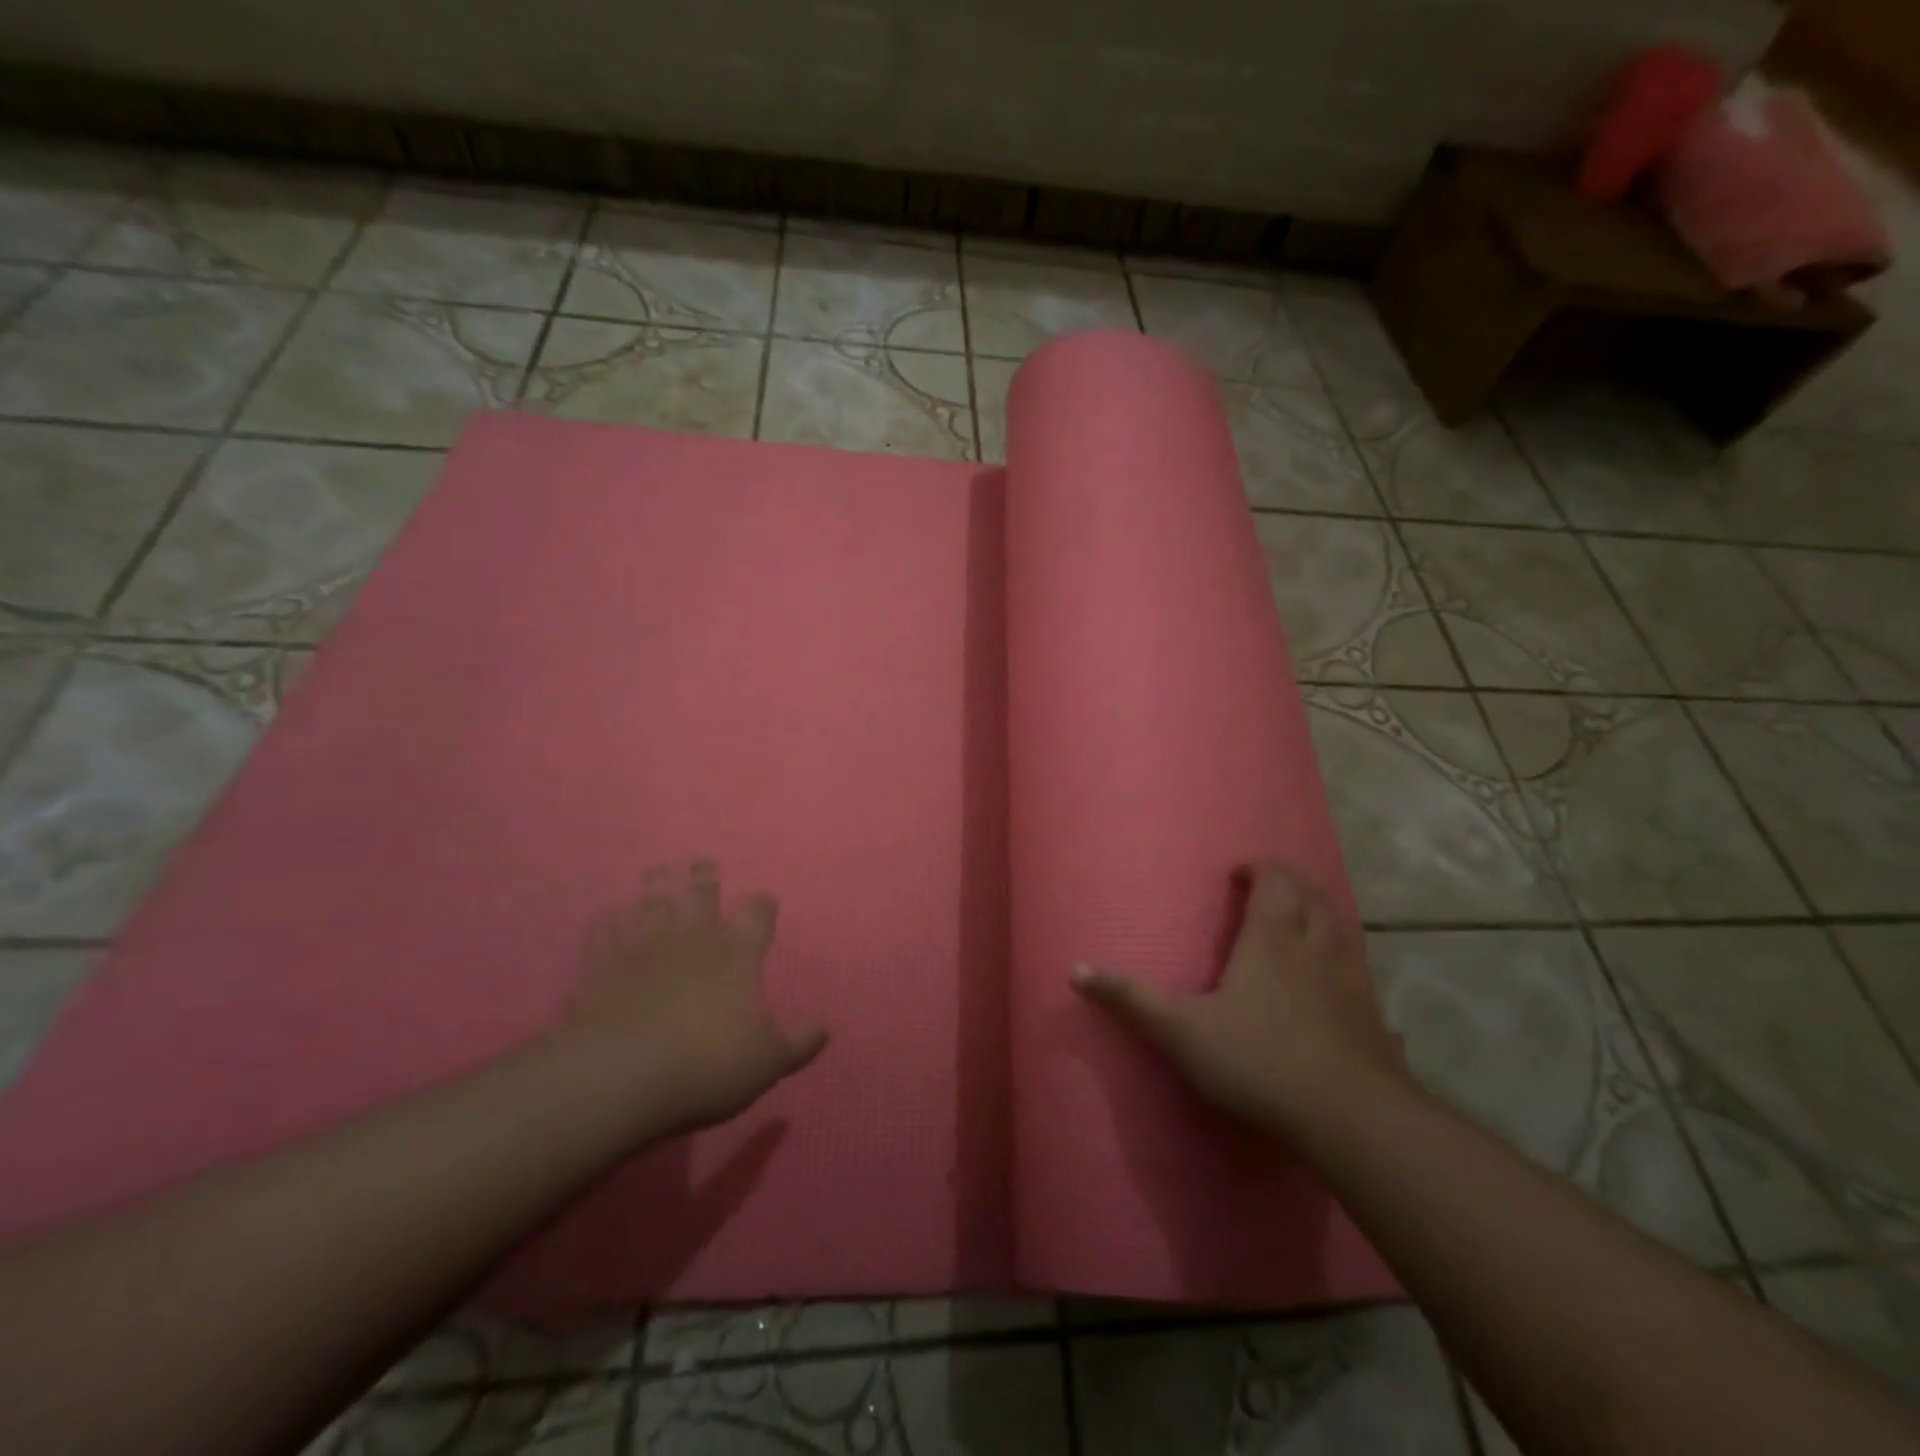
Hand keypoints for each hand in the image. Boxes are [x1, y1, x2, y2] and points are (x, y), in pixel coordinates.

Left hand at [560, 862, 828, 1133]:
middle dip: (704, 878)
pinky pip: (605, 930)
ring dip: (658, 885)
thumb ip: (798, 1042)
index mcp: (737, 952)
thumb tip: (825, 1028)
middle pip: (701, 895)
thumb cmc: (707, 1062)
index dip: (762, 906)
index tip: (765, 900)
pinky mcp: (601, 964)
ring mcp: (644, 945)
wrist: (621, 1073)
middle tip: (702, 862)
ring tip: (659, 871)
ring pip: (653, 902)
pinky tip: (608, 914)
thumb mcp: (768, 1060)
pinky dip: (608, 919)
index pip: (757, 916)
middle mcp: (693, 937)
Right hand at [1071, 864, 1405, 1134]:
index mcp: (1272, 940)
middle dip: (1293, 885)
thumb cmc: (1259, 1060)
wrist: (1350, 1119)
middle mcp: (1316, 950)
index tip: (1240, 875)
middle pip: (1315, 897)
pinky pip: (1363, 978)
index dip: (1261, 870)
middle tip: (1271, 891)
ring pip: (1344, 931)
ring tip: (1304, 926)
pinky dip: (1348, 968)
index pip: (1276, 881)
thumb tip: (1075, 970)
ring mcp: (1352, 984)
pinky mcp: (1374, 1021)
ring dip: (1324, 917)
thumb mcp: (1181, 1031)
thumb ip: (1131, 1000)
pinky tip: (1341, 992)